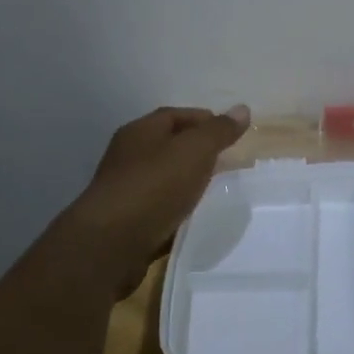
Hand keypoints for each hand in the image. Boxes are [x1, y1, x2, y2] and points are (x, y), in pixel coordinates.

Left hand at [62, 105, 250, 289]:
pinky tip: (195, 216)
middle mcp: (128, 156)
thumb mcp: (194, 151)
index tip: (232, 132)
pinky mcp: (127, 221)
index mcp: (140, 132)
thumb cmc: (154, 186)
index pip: (175, 115)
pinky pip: (159, 207)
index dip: (204, 119)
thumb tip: (242, 109)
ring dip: (188, 181)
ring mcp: (126, 190)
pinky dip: (178, 208)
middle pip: (168, 146)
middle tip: (229, 161)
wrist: (111, 244)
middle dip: (198, 151)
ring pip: (164, 178)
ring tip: (217, 189)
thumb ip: (218, 131)